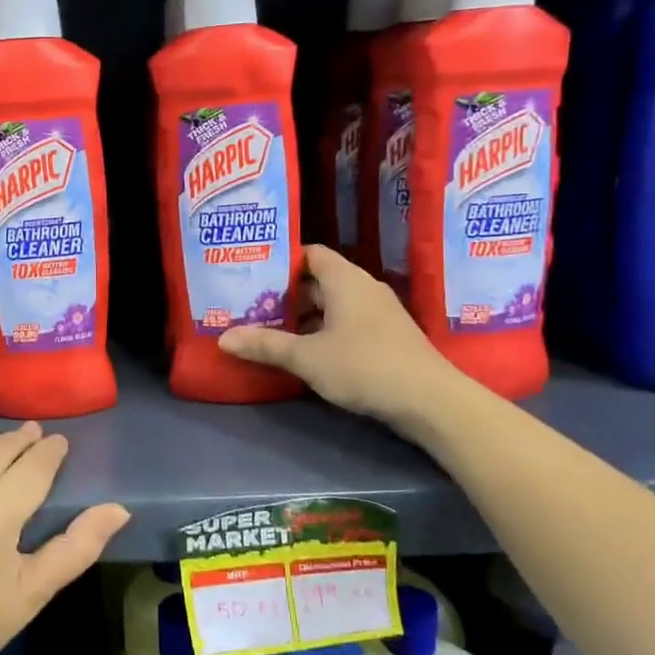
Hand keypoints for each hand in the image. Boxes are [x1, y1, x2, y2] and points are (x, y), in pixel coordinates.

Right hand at [219, 244, 462, 432]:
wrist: (431, 401)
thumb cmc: (365, 366)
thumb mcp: (307, 357)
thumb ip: (265, 345)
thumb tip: (223, 338)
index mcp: (346, 280)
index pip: (310, 253)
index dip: (281, 260)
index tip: (252, 273)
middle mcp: (363, 288)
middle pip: (318, 280)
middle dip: (286, 293)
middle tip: (251, 304)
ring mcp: (378, 314)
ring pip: (333, 305)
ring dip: (304, 316)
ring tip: (268, 329)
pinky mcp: (386, 338)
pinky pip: (346, 323)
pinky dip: (323, 331)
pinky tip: (303, 352)